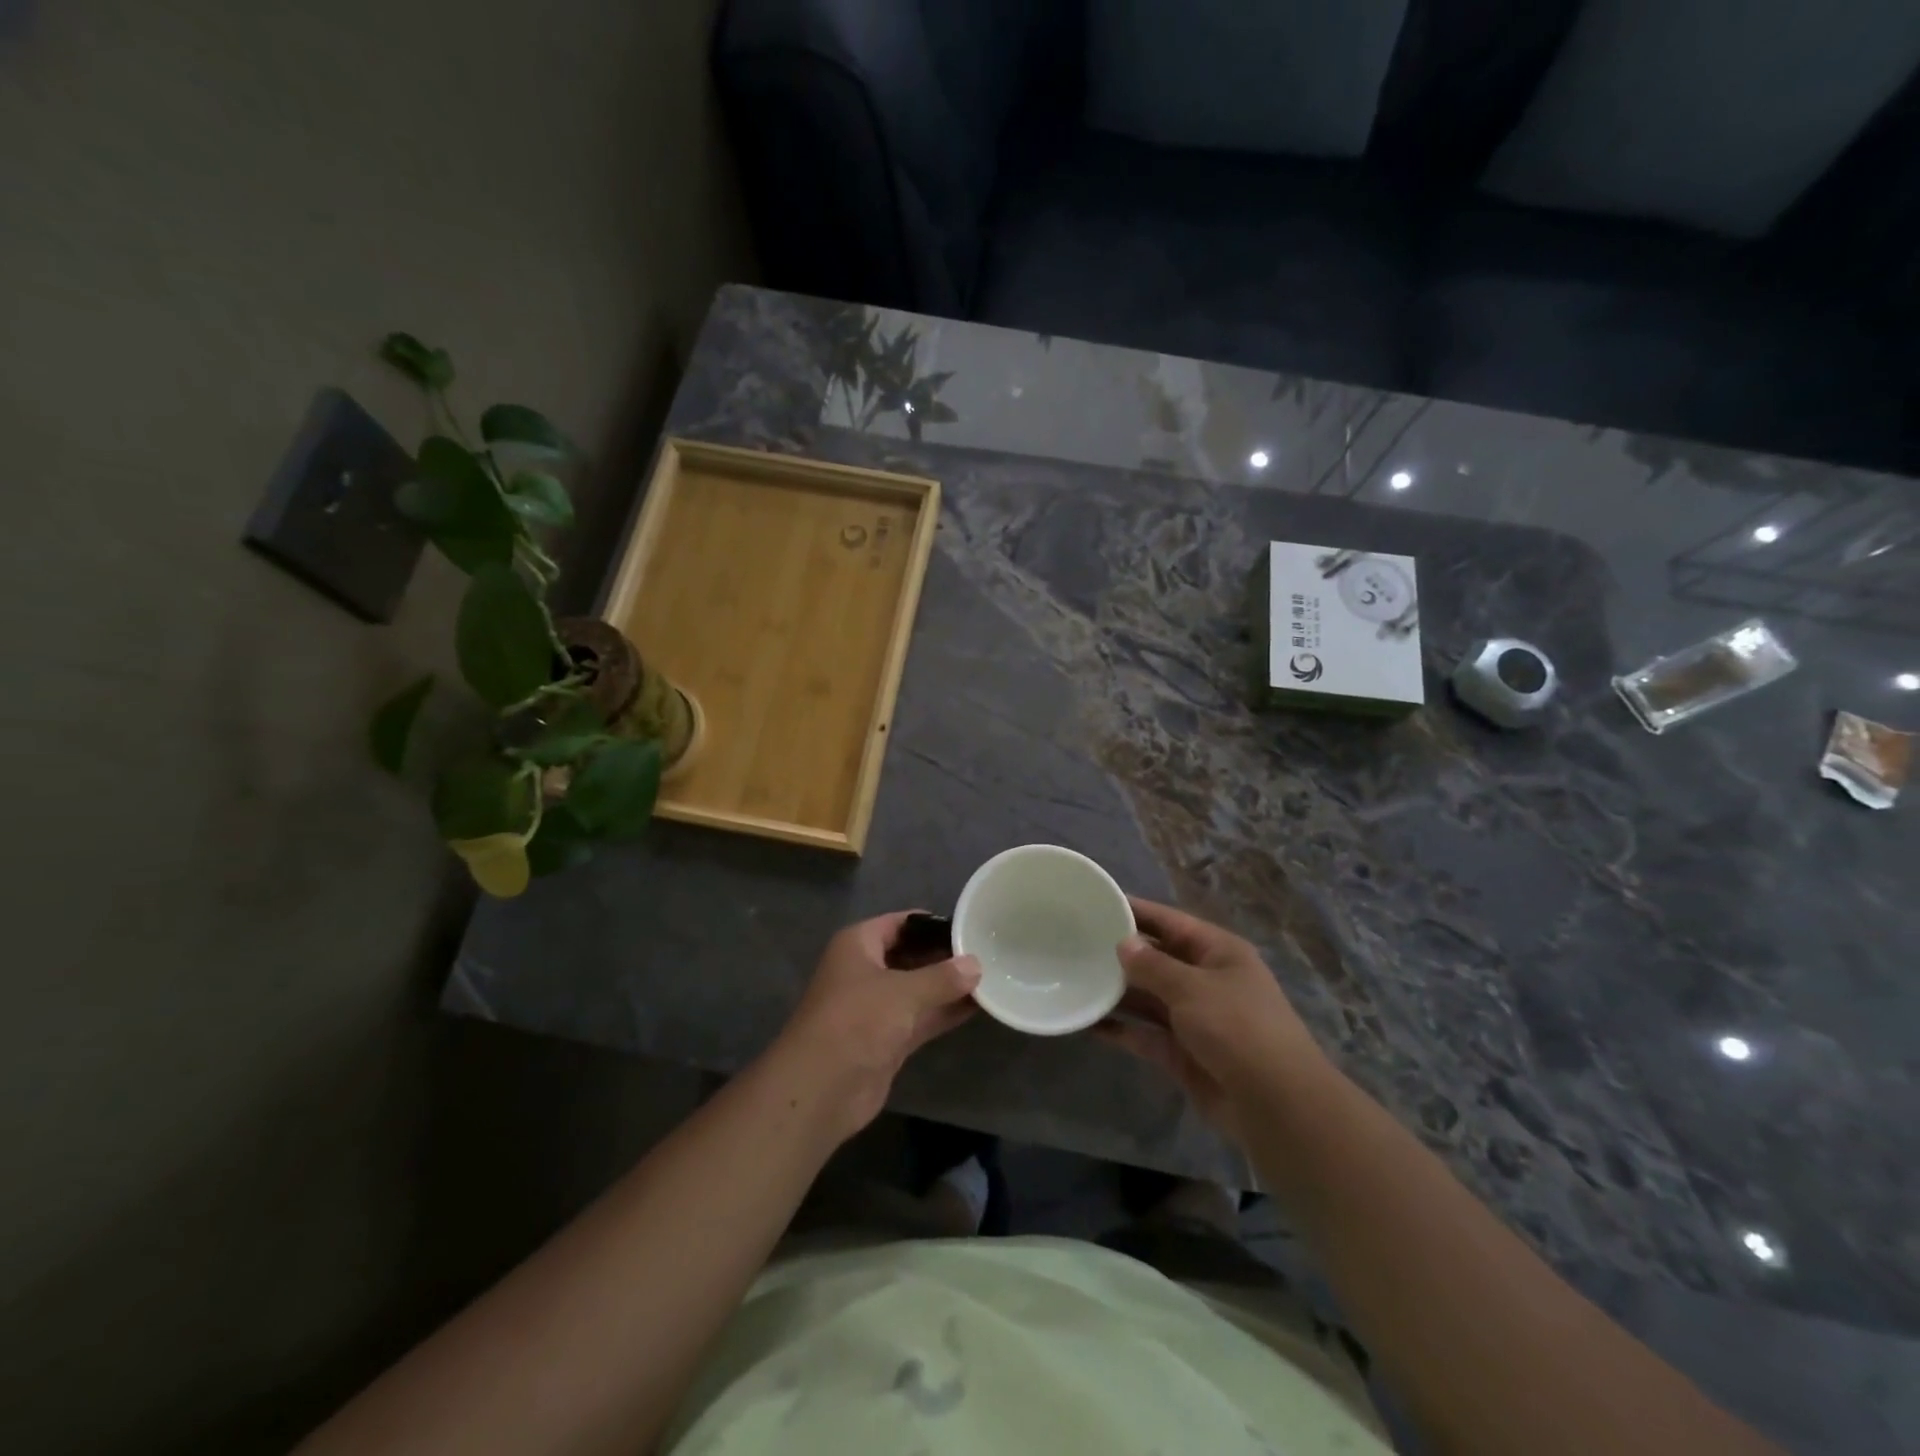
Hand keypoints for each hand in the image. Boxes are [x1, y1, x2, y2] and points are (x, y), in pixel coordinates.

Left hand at [770, 912, 981, 1143]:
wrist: (821, 1088)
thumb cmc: (857, 1020)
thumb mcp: (903, 992)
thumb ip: (943, 977)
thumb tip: (976, 964)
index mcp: (858, 945)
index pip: (900, 923)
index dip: (932, 924)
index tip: (969, 925)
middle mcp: (866, 970)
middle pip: (911, 955)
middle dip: (944, 956)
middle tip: (987, 952)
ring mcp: (876, 1007)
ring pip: (918, 989)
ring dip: (949, 986)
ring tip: (992, 976)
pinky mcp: (886, 1039)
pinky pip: (921, 1017)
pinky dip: (945, 1012)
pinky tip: (978, 1007)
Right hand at [1094, 897, 1330, 1141]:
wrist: (1276, 1105)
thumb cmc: (1238, 1028)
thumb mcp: (1192, 987)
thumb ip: (1153, 966)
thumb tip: (1123, 944)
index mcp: (1217, 952)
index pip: (1169, 921)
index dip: (1136, 911)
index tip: (1097, 902)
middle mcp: (1205, 980)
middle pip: (1156, 959)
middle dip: (1120, 953)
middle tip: (1074, 943)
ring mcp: (1194, 1018)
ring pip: (1147, 997)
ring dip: (1116, 992)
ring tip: (1074, 979)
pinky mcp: (1182, 1052)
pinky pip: (1145, 1033)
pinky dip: (1121, 1029)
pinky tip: (1089, 1023)